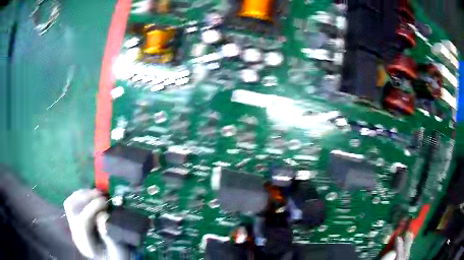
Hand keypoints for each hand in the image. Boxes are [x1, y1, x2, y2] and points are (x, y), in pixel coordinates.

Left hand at [64, 189, 129, 259]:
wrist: (112, 258)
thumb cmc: (117, 255)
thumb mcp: (118, 250)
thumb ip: (111, 236)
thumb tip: (104, 216)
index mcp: (86, 245)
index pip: (82, 222)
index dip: (92, 208)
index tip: (105, 202)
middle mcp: (76, 235)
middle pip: (72, 210)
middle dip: (85, 198)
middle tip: (101, 194)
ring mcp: (74, 227)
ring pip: (70, 204)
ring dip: (83, 194)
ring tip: (97, 193)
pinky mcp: (75, 221)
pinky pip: (73, 203)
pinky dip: (82, 196)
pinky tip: (92, 196)